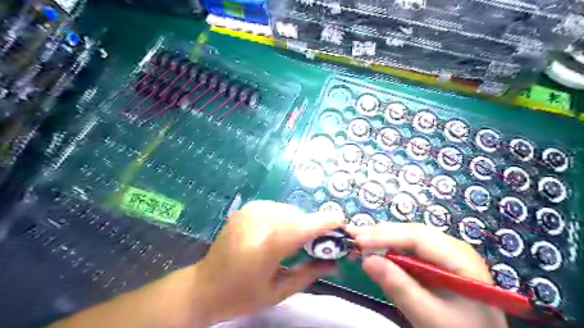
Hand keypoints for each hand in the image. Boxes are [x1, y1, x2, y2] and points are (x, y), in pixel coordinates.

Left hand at [193, 200, 342, 325]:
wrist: (204, 286)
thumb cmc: (242, 295)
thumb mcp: (279, 291)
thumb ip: (310, 273)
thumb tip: (335, 263)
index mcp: (267, 245)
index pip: (303, 226)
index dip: (326, 222)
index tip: (342, 222)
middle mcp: (259, 221)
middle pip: (298, 216)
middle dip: (312, 227)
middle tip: (318, 244)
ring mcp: (251, 211)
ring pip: (289, 210)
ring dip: (298, 222)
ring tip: (295, 241)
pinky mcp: (247, 208)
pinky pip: (277, 208)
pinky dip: (285, 218)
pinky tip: (279, 232)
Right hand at [351, 222, 506, 327]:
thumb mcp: (428, 316)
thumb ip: (399, 287)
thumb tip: (366, 260)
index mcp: (460, 258)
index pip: (418, 237)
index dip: (386, 236)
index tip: (359, 241)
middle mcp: (453, 247)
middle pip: (411, 232)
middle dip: (380, 233)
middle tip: (352, 235)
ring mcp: (444, 252)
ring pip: (408, 237)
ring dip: (382, 238)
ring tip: (358, 239)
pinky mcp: (435, 259)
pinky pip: (409, 248)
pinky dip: (389, 248)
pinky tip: (374, 249)